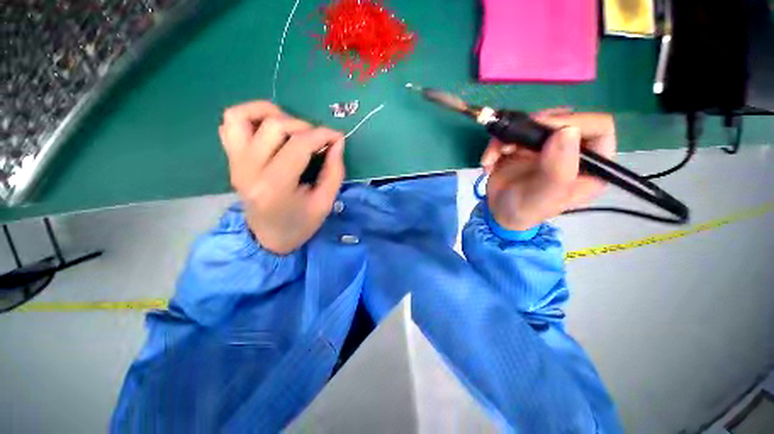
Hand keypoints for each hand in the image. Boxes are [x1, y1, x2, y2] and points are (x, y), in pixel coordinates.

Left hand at [219, 101, 344, 254]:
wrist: (268, 238)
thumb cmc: (300, 224)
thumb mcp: (325, 202)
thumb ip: (334, 170)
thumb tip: (337, 141)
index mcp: (275, 187)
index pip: (298, 145)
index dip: (322, 135)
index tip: (337, 137)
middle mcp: (249, 170)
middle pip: (274, 126)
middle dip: (304, 126)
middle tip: (318, 140)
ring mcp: (235, 162)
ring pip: (242, 116)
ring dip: (272, 113)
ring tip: (292, 127)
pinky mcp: (231, 159)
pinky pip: (229, 124)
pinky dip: (250, 116)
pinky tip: (270, 128)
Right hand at [480, 110, 615, 230]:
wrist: (499, 213)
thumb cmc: (526, 210)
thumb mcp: (544, 195)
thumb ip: (558, 169)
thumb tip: (567, 131)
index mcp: (591, 164)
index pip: (599, 128)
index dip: (575, 123)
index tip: (544, 131)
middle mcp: (571, 150)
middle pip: (562, 119)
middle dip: (533, 128)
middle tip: (514, 141)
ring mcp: (546, 147)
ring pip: (533, 123)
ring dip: (507, 137)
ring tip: (495, 155)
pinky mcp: (524, 146)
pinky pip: (511, 133)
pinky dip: (495, 145)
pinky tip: (488, 162)